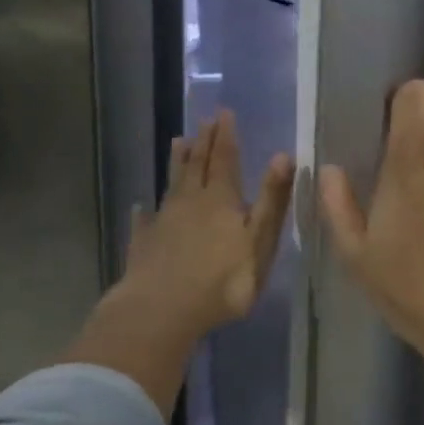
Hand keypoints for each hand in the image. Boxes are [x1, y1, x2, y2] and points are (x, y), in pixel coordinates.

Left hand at [119, 109, 294, 340]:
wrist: (162, 312)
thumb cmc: (223, 279)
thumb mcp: (260, 239)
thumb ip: (272, 198)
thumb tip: (283, 155)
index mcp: (221, 199)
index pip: (225, 159)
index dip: (226, 136)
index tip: (224, 112)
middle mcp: (190, 202)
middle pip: (197, 165)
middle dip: (204, 142)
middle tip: (205, 120)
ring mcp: (163, 223)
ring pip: (172, 184)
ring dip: (177, 163)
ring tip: (177, 141)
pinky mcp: (143, 246)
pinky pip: (144, 222)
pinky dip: (144, 212)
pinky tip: (139, 207)